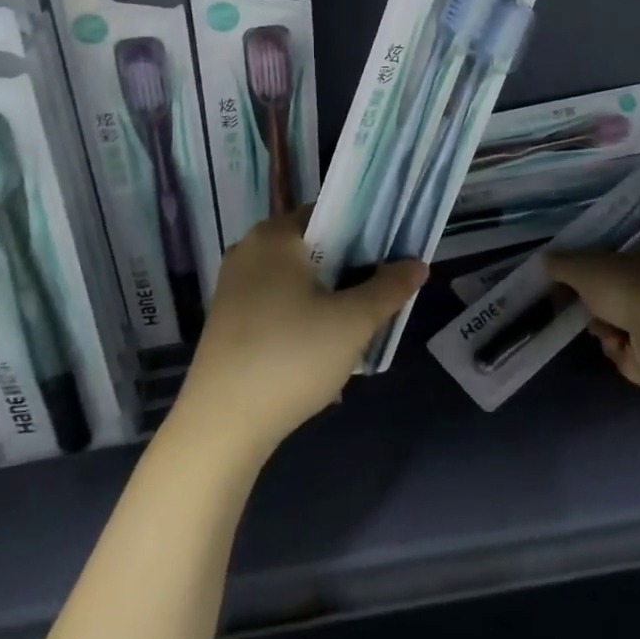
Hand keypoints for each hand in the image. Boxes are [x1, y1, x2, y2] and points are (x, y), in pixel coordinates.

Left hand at [175, 208, 426, 458]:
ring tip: (353, 332)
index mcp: (275, 236)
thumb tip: (418, 264)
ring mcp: (233, 287)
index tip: (391, 256)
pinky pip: (277, 306)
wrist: (222, 426)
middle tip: (378, 298)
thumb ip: (390, 288)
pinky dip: (302, 320)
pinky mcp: (227, 321)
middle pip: (315, 248)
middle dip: (349, 272)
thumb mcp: (354, 322)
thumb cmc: (292, 357)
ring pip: (297, 281)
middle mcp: (249, 251)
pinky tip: (319, 355)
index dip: (366, 230)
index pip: (331, 212)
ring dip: (328, 301)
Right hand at [545, 250, 639, 389]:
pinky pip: (629, 350)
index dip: (587, 273)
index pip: (611, 261)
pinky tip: (621, 347)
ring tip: (607, 333)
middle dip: (594, 307)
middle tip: (582, 312)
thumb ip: (561, 264)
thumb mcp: (582, 268)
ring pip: (618, 324)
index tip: (567, 285)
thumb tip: (544, 259)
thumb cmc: (625, 288)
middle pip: (612, 296)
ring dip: (604, 329)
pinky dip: (620, 350)